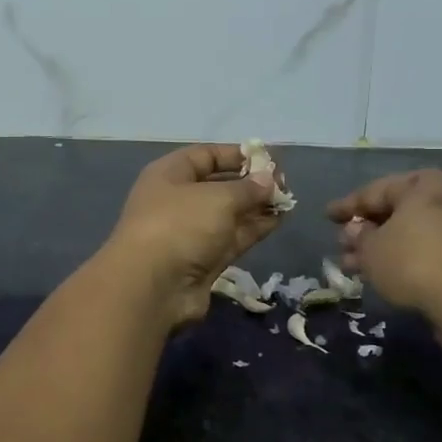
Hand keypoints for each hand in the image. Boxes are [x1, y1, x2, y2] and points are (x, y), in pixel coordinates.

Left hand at [100, 144, 284, 328]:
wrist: (153, 286)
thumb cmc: (180, 225)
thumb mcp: (218, 197)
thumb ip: (248, 188)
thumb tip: (269, 179)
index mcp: (169, 175)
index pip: (205, 156)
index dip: (236, 155)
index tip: (267, 159)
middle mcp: (178, 200)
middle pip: (218, 185)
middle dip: (250, 183)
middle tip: (284, 183)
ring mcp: (190, 232)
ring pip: (228, 213)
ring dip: (256, 206)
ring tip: (287, 200)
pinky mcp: (203, 260)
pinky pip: (232, 237)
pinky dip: (254, 228)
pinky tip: (278, 220)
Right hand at [326, 170, 441, 319]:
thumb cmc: (414, 261)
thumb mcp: (372, 249)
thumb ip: (359, 236)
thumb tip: (356, 230)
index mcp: (424, 184)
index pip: (376, 190)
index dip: (348, 206)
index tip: (327, 216)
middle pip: (397, 211)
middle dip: (366, 230)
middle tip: (342, 246)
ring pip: (413, 233)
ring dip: (383, 248)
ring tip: (355, 268)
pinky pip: (431, 250)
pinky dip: (406, 258)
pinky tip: (385, 276)